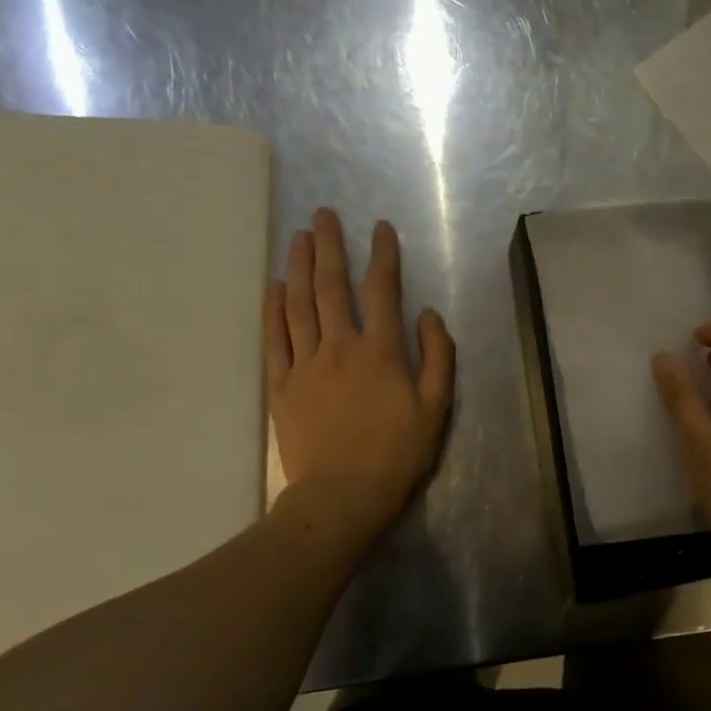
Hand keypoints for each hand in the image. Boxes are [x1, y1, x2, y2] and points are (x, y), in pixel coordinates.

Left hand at [266, 209, 454, 532]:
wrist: (343, 495)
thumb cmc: (397, 453)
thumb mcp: (436, 408)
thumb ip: (437, 356)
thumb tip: (428, 315)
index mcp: (381, 352)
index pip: (382, 290)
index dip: (383, 255)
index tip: (381, 227)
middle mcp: (339, 347)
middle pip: (332, 287)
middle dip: (330, 246)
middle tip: (323, 214)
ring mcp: (305, 364)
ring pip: (299, 305)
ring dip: (299, 267)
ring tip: (299, 237)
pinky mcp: (282, 386)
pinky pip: (275, 339)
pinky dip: (273, 310)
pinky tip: (274, 287)